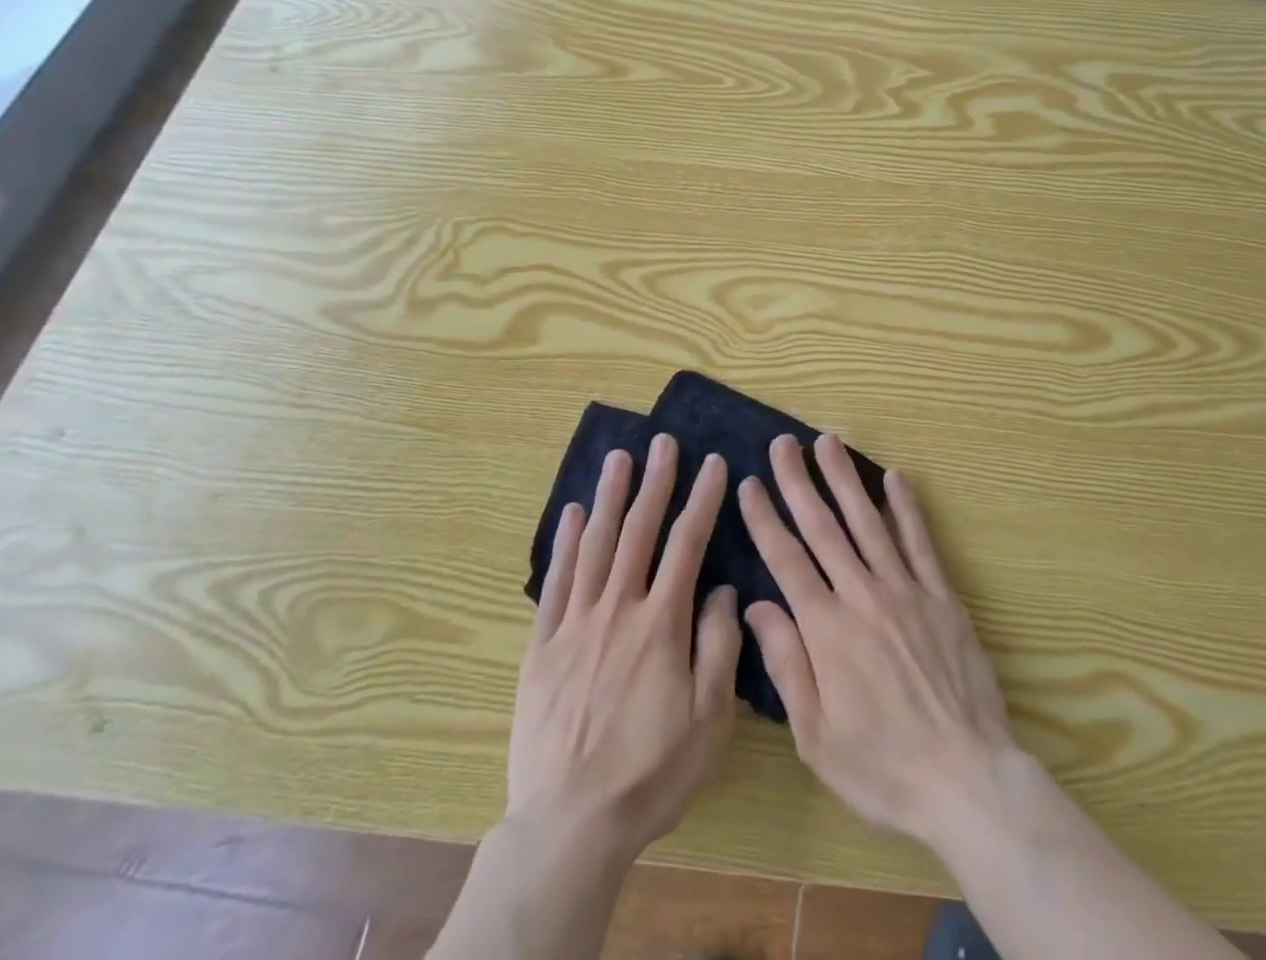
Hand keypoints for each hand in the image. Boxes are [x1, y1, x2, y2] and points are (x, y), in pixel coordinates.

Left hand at [510, 433, 740, 860]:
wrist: (569, 824)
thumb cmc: (651, 773)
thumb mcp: (709, 720)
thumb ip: (719, 647)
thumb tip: (722, 589)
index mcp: (661, 625)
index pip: (687, 545)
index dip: (702, 500)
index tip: (712, 463)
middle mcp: (618, 610)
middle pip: (638, 532)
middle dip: (654, 482)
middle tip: (662, 441)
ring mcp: (576, 625)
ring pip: (595, 546)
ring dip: (608, 497)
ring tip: (618, 458)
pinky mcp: (543, 646)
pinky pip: (556, 583)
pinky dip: (564, 544)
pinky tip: (570, 513)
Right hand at [738, 434, 1012, 843]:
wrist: (966, 780)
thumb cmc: (882, 767)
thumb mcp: (815, 735)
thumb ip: (785, 664)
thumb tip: (755, 605)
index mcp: (826, 629)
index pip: (786, 559)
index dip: (765, 518)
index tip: (750, 483)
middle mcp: (863, 596)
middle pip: (824, 528)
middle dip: (799, 482)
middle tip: (783, 443)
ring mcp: (906, 591)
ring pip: (868, 522)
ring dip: (844, 479)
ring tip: (827, 442)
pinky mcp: (942, 597)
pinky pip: (920, 542)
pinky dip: (906, 507)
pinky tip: (894, 477)